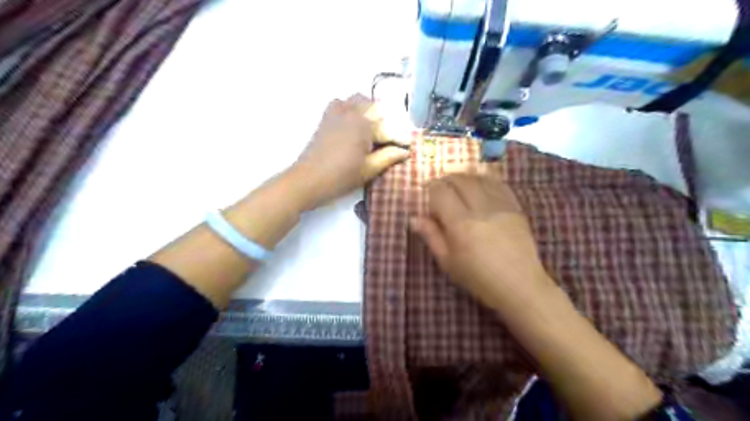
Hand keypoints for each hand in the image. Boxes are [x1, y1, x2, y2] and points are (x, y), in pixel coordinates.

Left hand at [290, 94, 413, 207]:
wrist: (308, 179)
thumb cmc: (341, 177)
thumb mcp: (369, 169)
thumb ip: (388, 157)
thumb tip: (405, 151)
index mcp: (364, 125)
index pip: (387, 129)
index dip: (399, 139)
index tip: (409, 146)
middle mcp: (351, 113)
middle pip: (374, 107)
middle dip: (384, 121)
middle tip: (387, 140)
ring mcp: (336, 113)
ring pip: (357, 100)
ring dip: (368, 110)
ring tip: (371, 129)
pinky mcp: (326, 118)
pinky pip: (340, 103)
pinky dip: (349, 108)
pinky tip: (352, 124)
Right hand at [412, 173, 551, 308]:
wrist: (519, 285)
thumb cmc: (478, 278)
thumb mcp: (448, 262)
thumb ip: (431, 236)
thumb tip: (414, 218)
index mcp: (461, 224)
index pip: (441, 192)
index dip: (431, 189)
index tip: (427, 196)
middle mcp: (481, 209)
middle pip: (460, 180)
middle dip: (446, 180)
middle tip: (441, 189)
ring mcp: (501, 206)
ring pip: (479, 178)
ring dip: (465, 177)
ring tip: (458, 186)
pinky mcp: (515, 207)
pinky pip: (498, 184)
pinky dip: (485, 180)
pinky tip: (480, 186)